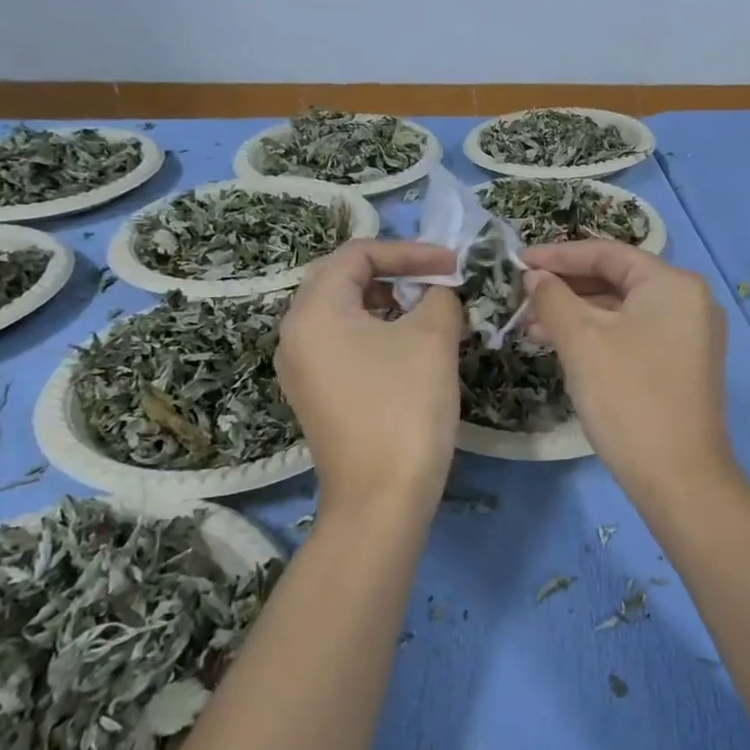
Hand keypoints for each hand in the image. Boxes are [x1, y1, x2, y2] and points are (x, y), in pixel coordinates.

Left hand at [277, 240, 461, 520]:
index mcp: (313, 311)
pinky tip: (411, 348)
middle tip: (437, 280)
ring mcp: (302, 368)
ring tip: (430, 312)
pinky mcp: (317, 394)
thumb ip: (439, 296)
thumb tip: (439, 292)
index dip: (409, 251)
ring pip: (345, 313)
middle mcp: (296, 334)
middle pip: (343, 279)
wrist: (382, 498)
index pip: (357, 254)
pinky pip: (344, 344)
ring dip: (389, 302)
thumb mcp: (432, 338)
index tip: (453, 263)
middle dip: (395, 272)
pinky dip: (378, 332)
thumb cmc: (405, 407)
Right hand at [522, 241, 736, 508]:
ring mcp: (690, 335)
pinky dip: (599, 337)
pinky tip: (564, 349)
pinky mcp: (683, 365)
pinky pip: (635, 335)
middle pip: (617, 280)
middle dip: (566, 288)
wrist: (679, 477)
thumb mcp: (582, 341)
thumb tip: (535, 276)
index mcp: (673, 283)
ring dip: (577, 315)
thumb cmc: (628, 397)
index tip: (517, 260)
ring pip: (623, 311)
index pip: (607, 253)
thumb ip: (553, 298)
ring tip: (531, 328)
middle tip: (521, 298)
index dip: (558, 255)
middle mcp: (689, 301)